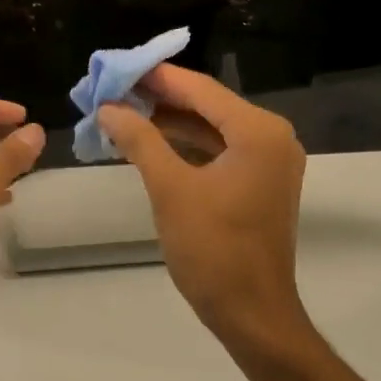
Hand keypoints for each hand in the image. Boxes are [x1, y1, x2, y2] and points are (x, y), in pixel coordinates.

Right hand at [98, 65, 309, 346]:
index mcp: (258, 132)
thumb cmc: (213, 250)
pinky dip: (187, 146)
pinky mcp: (261, 183)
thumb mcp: (170, 190)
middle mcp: (271, 137)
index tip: (116, 67)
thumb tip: (108, 108)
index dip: (156, 77)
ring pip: (213, 128)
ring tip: (123, 114)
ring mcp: (269, 161)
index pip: (201, 89)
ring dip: (171, 123)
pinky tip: (152, 143)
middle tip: (112, 91)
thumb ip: (140, 141)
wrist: (252, 313)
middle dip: (160, 99)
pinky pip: (220, 151)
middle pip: (208, 105)